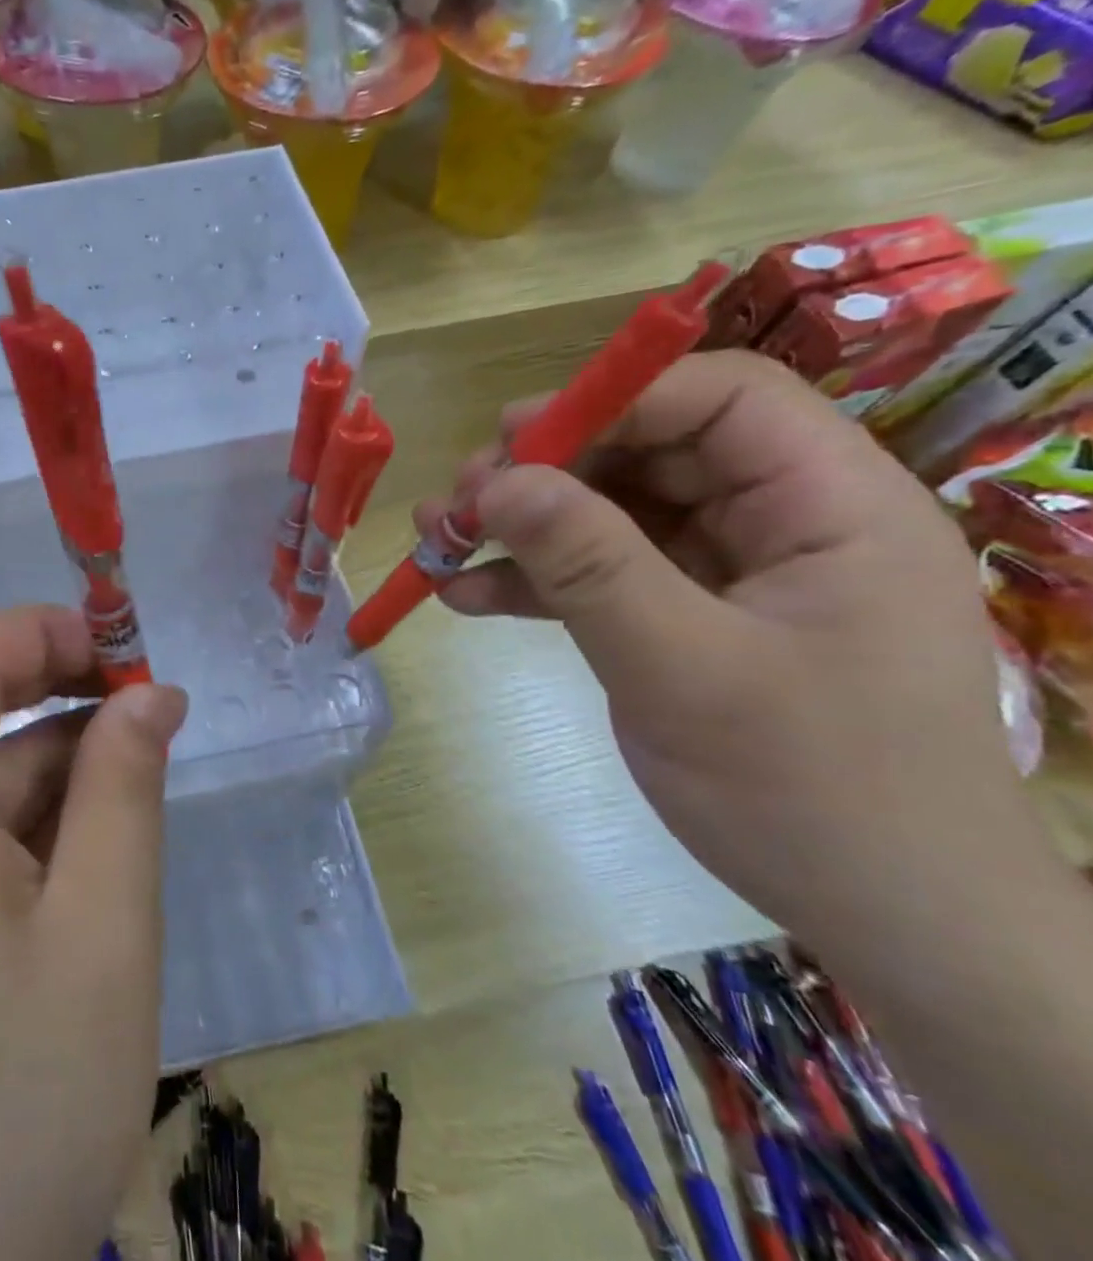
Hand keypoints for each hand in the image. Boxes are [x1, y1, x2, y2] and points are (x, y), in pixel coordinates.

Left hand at [0, 606, 188, 1260]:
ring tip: (136, 778)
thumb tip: (150, 694)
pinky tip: (87, 848)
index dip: (42, 634)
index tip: (125, 650)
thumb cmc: (23, 1099)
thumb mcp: (104, 926)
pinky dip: (23, 818)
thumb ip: (124, 788)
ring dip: (49, 760)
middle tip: (147, 711)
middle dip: (55, 694)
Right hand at [427, 350, 1068, 965]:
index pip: (721, 400)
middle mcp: (781, 522)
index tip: (512, 441)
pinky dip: (534, 582)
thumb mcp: (683, 668)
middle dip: (545, 471)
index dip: (613, 402)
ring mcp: (728, 572)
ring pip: (612, 514)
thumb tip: (496, 482)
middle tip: (460, 502)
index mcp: (829, 506)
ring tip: (438, 540)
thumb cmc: (810, 790)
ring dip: (523, 527)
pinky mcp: (686, 618)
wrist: (881, 920)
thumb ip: (588, 564)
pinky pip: (602, 575)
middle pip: (649, 452)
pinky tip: (466, 595)